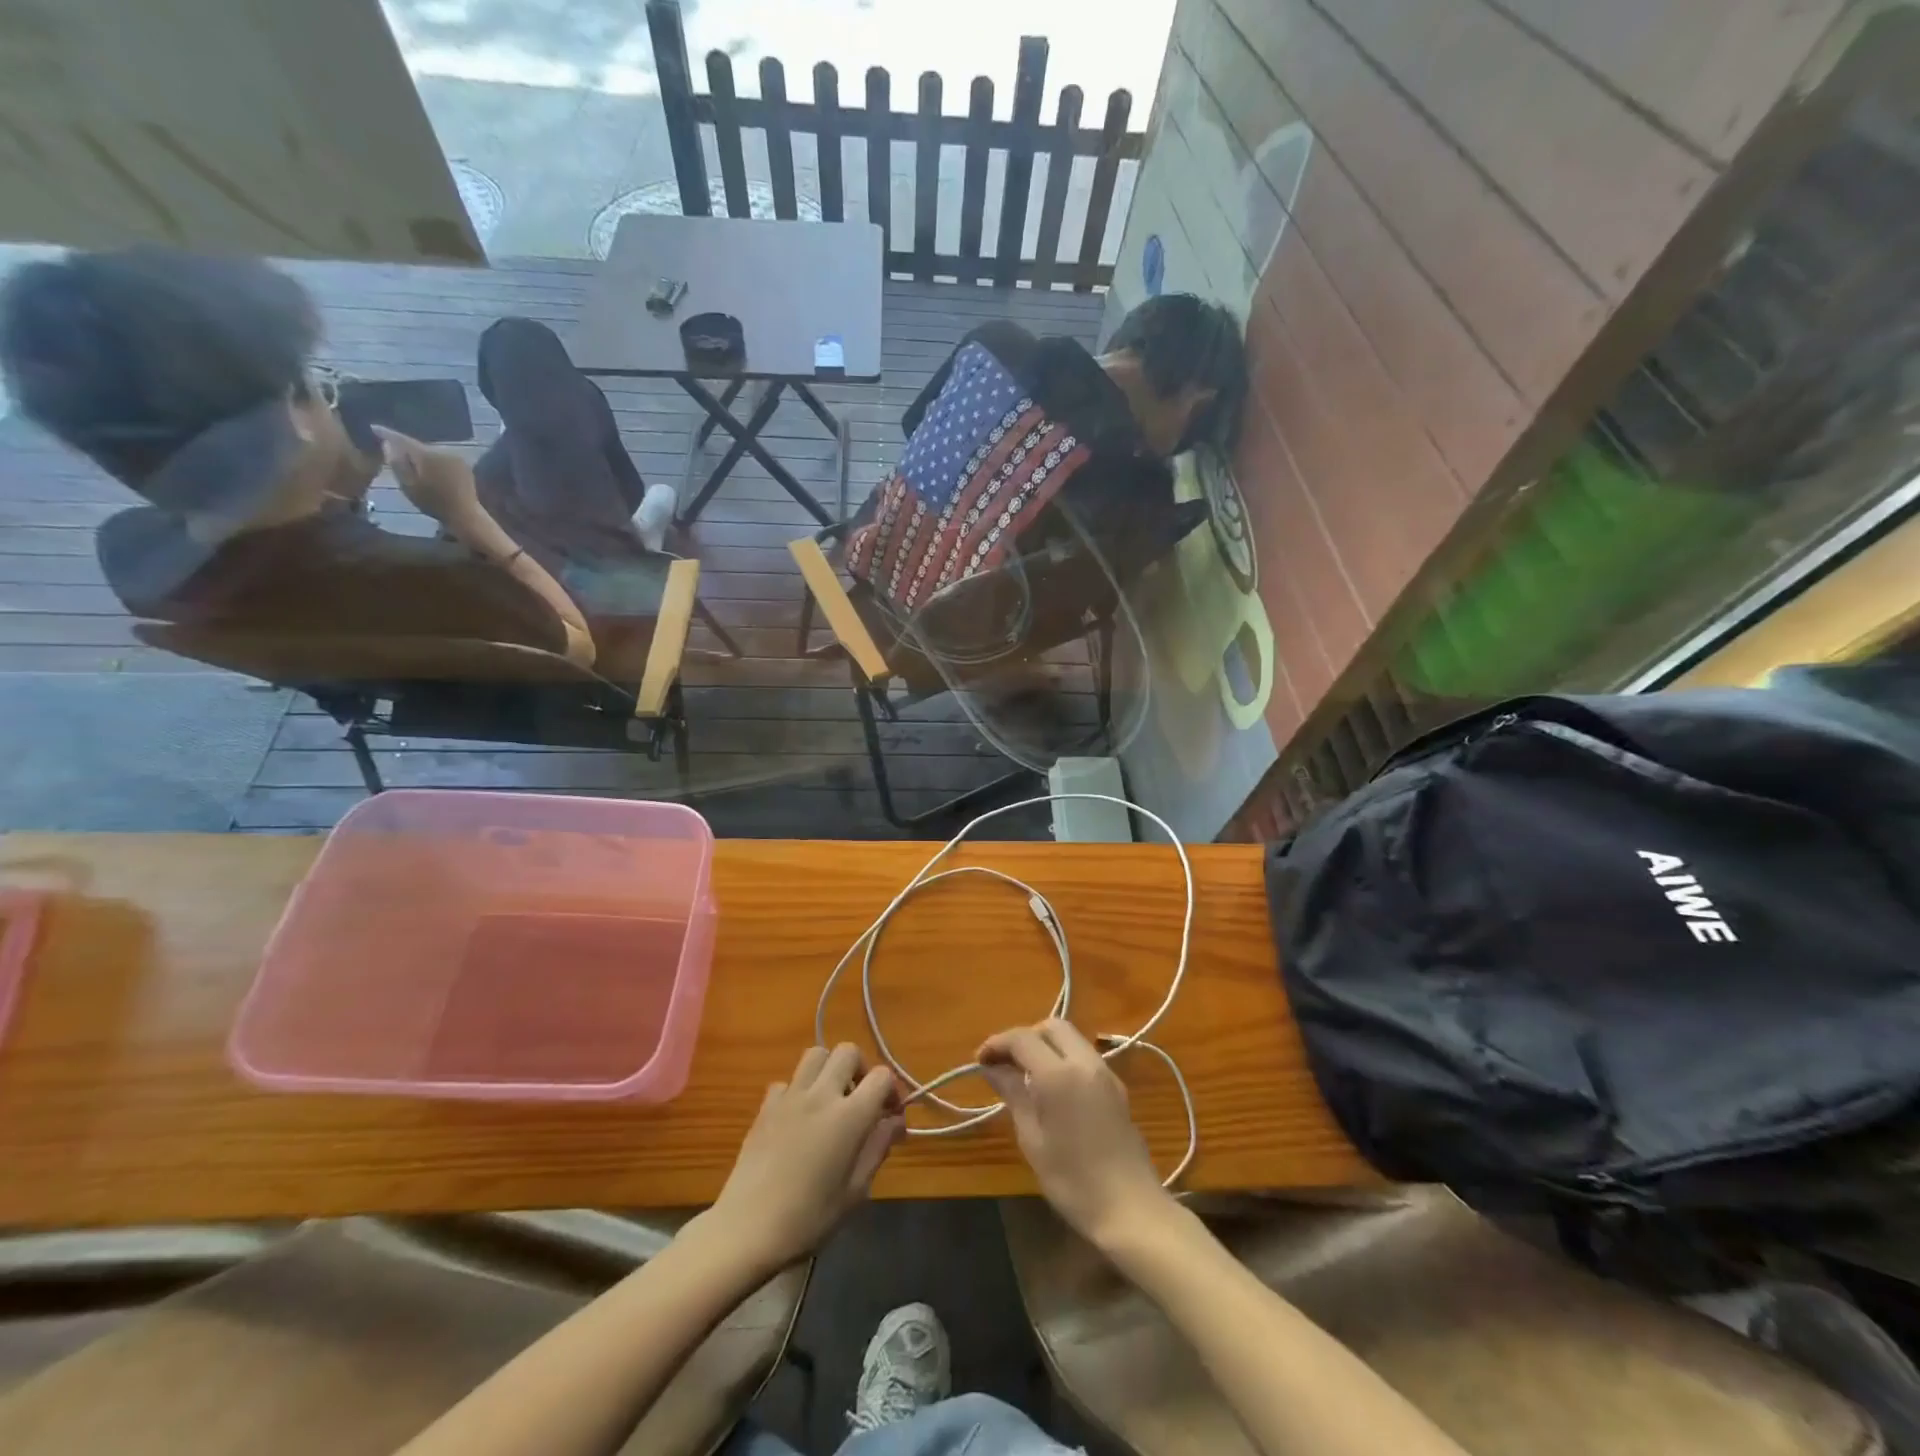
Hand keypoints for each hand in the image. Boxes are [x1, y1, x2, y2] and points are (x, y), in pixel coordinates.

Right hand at [375, 425, 477, 522]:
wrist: (465, 514)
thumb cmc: (433, 503)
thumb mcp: (408, 485)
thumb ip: (396, 462)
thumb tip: (388, 443)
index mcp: (426, 454)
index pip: (402, 438)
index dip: (386, 433)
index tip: (373, 427)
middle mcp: (442, 450)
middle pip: (417, 444)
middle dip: (404, 446)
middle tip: (390, 446)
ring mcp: (455, 456)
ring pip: (430, 450)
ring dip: (420, 453)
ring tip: (408, 457)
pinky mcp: (463, 463)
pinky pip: (442, 456)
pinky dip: (433, 459)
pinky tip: (428, 466)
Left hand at [708, 1044, 903, 1270]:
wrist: (747, 1230)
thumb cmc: (809, 1218)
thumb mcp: (856, 1191)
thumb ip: (878, 1147)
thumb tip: (896, 1121)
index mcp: (850, 1116)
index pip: (881, 1076)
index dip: (892, 1090)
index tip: (890, 1114)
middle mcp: (821, 1094)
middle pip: (848, 1052)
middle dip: (861, 1069)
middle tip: (860, 1099)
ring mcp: (790, 1096)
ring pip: (816, 1054)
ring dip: (829, 1069)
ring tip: (831, 1099)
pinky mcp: (766, 1106)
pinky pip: (788, 1081)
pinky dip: (798, 1091)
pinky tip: (797, 1118)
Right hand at [980, 1019, 1171, 1248]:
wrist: (1131, 1208)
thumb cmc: (1073, 1180)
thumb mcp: (1032, 1139)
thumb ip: (1013, 1094)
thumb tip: (992, 1068)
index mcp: (1059, 1074)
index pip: (1022, 1038)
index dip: (997, 1043)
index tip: (980, 1060)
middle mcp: (1085, 1062)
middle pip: (1051, 1026)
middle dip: (1024, 1037)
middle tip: (1005, 1063)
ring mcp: (1105, 1072)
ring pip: (1071, 1038)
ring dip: (1045, 1045)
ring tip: (1025, 1075)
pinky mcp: (1117, 1087)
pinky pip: (1084, 1056)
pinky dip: (1063, 1059)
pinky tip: (1052, 1089)